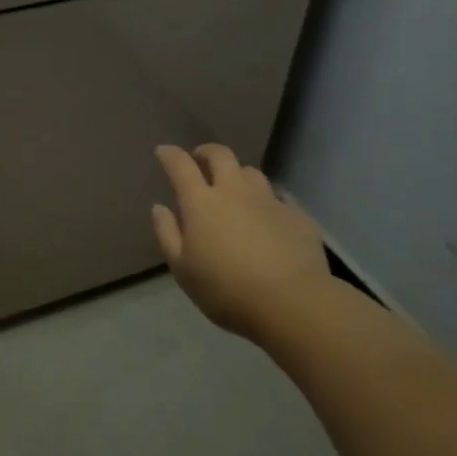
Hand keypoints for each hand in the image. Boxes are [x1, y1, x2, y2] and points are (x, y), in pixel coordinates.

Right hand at [151, 143, 332, 337]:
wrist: (292, 304)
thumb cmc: (227, 290)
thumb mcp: (183, 270)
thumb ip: (167, 234)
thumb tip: (160, 207)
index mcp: (201, 203)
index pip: (180, 165)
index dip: (169, 154)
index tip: (163, 151)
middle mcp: (234, 191)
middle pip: (220, 155)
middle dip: (206, 152)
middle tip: (200, 160)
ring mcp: (269, 200)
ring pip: (251, 172)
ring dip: (238, 175)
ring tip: (235, 189)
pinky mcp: (296, 215)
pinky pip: (278, 198)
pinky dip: (267, 202)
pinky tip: (268, 218)